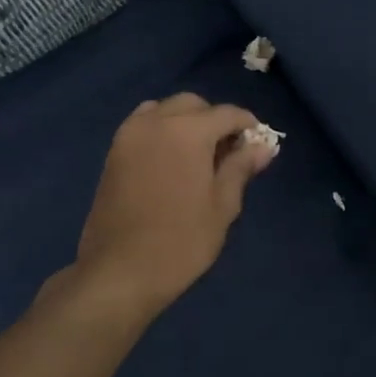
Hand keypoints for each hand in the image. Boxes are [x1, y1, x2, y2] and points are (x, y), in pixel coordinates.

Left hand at [70, 93, 275, 325]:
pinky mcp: (114, 151)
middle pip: (193, 105)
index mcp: (188, 131)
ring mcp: (130, 135)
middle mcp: (156, 122)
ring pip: (165, 109)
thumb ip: (240, 168)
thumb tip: (262, 146)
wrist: (119, 272)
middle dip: (215, 120)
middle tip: (229, 152)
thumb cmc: (181, 242)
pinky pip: (143, 124)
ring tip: (198, 155)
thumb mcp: (222, 206)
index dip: (247, 125)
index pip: (226, 113)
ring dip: (186, 121)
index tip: (258, 144)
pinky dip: (162, 129)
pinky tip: (171, 160)